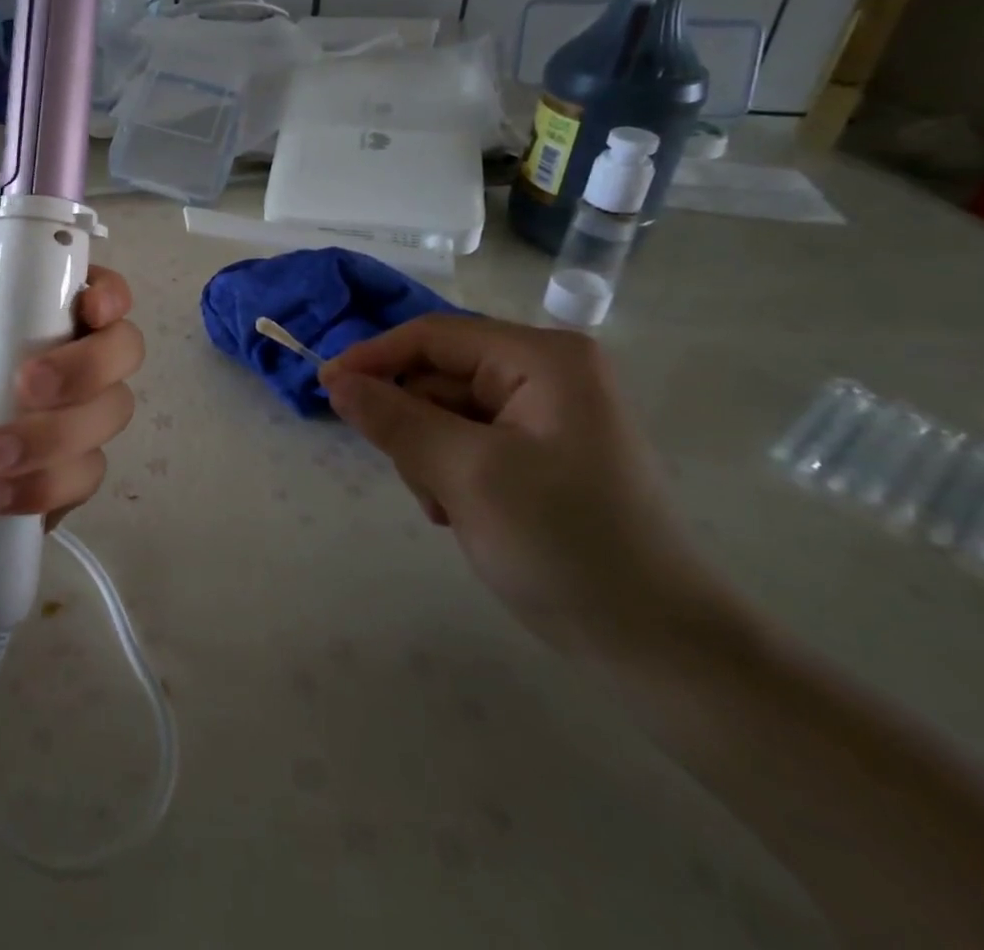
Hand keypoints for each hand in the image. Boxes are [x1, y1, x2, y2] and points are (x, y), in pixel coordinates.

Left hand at [0, 193, 142, 638]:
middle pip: (119, 346)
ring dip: (59, 432)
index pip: (80, 289)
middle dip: (88, 364)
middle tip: (25, 386)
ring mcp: (52, 432)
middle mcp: (38, 370)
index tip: (90, 307)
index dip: (104, 290)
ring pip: (113, 410)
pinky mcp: (56, 489)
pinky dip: (49, 483)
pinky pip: (89, 473)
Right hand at [321, 316, 739, 663]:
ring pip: (446, 413)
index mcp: (542, 359)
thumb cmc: (566, 545)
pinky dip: (450, 473)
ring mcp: (546, 415)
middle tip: (421, 482)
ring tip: (448, 508)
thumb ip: (395, 419)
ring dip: (430, 457)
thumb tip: (335, 380)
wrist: (659, 647)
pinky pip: (468, 442)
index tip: (323, 388)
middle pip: (439, 376)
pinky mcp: (542, 453)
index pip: (434, 336)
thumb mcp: (468, 475)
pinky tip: (464, 513)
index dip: (373, 357)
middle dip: (415, 425)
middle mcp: (547, 374)